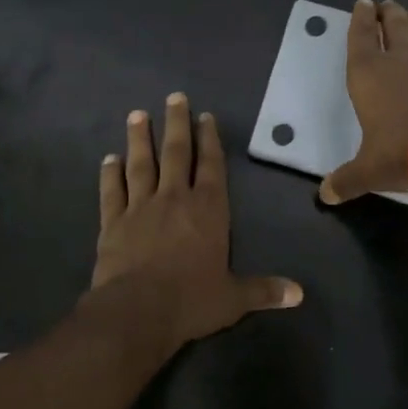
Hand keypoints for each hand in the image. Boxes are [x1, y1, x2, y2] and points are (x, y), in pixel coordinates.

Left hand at [91, 92, 302, 348]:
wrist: (137, 311)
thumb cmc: (191, 301)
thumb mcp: (233, 298)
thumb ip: (263, 290)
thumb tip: (299, 295)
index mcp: (208, 210)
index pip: (210, 166)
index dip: (209, 139)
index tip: (204, 116)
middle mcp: (174, 199)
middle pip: (175, 153)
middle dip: (175, 124)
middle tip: (173, 97)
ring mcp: (140, 207)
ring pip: (140, 164)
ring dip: (139, 139)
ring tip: (137, 114)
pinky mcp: (113, 222)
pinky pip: (111, 191)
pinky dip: (109, 174)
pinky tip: (108, 159)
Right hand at [320, 0, 407, 203]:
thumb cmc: (402, 153)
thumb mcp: (368, 172)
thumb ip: (346, 180)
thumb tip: (325, 196)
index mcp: (370, 76)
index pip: (361, 38)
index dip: (360, 20)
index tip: (362, 4)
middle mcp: (404, 62)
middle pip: (396, 27)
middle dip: (390, 14)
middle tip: (388, 4)